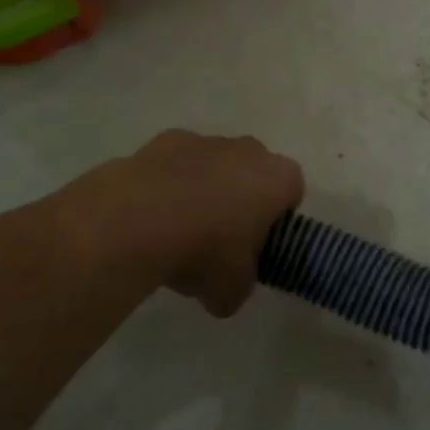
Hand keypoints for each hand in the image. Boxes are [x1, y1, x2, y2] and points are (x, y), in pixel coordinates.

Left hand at [51, 130, 303, 316]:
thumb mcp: (233, 290)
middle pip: (254, 173)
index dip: (276, 220)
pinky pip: (176, 164)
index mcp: (278, 178)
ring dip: (204, 190)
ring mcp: (207, 141)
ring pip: (215, 166)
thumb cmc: (205, 251)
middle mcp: (249, 150)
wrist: (138, 221)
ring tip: (175, 233)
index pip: (291, 193)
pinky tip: (149, 217)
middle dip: (241, 200)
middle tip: (219, 240)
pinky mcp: (166, 140)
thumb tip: (228, 289)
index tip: (256, 246)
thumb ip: (241, 284)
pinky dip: (168, 184)